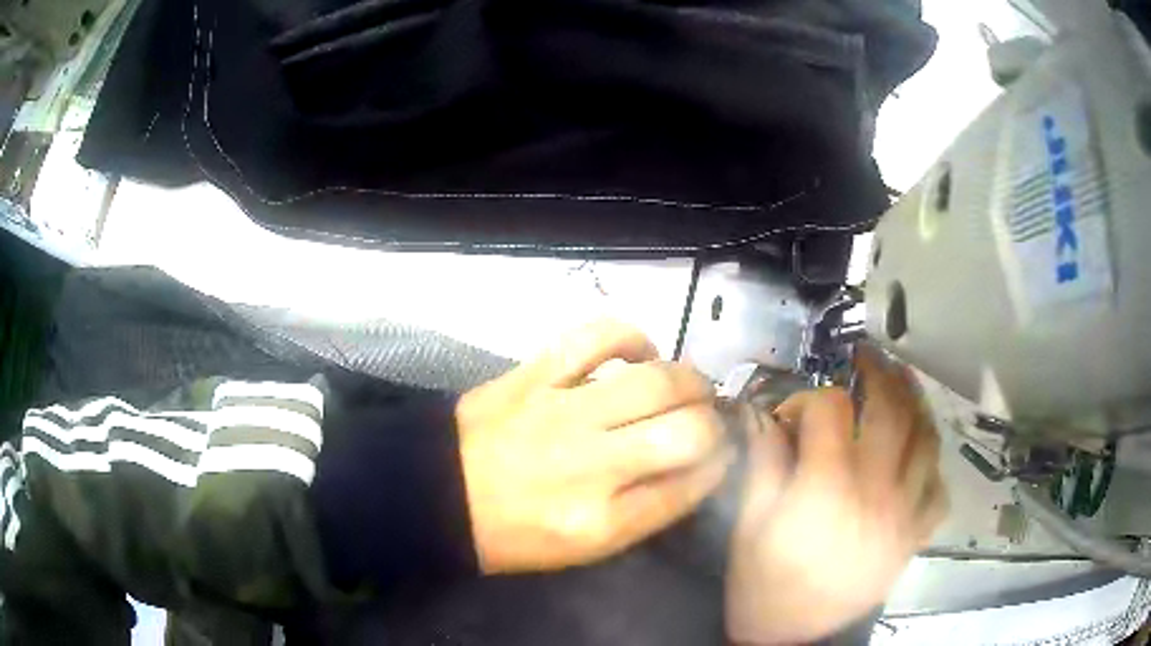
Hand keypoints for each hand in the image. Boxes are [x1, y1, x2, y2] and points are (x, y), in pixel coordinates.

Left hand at [458, 319, 733, 574]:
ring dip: (688, 379)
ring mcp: (562, 414)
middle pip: (686, 433)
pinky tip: (640, 352)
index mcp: (601, 523)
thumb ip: (641, 513)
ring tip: (689, 385)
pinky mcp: (535, 376)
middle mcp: (591, 468)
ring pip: (654, 382)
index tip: (721, 455)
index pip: (689, 487)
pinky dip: (629, 337)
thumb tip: (689, 470)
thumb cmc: (509, 535)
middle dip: (712, 423)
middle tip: (707, 418)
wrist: (436, 496)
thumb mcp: (581, 549)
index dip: (717, 466)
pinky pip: (595, 338)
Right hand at [725, 345, 947, 644]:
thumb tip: (764, 415)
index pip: (830, 410)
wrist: (797, 641)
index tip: (790, 411)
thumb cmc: (765, 586)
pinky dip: (932, 465)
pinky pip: (937, 490)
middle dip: (880, 372)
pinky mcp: (915, 536)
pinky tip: (919, 456)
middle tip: (867, 356)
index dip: (807, 398)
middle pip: (892, 409)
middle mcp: (877, 489)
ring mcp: (905, 513)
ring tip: (903, 384)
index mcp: (828, 486)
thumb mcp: (749, 527)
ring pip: (926, 440)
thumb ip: (762, 464)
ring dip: (916, 403)